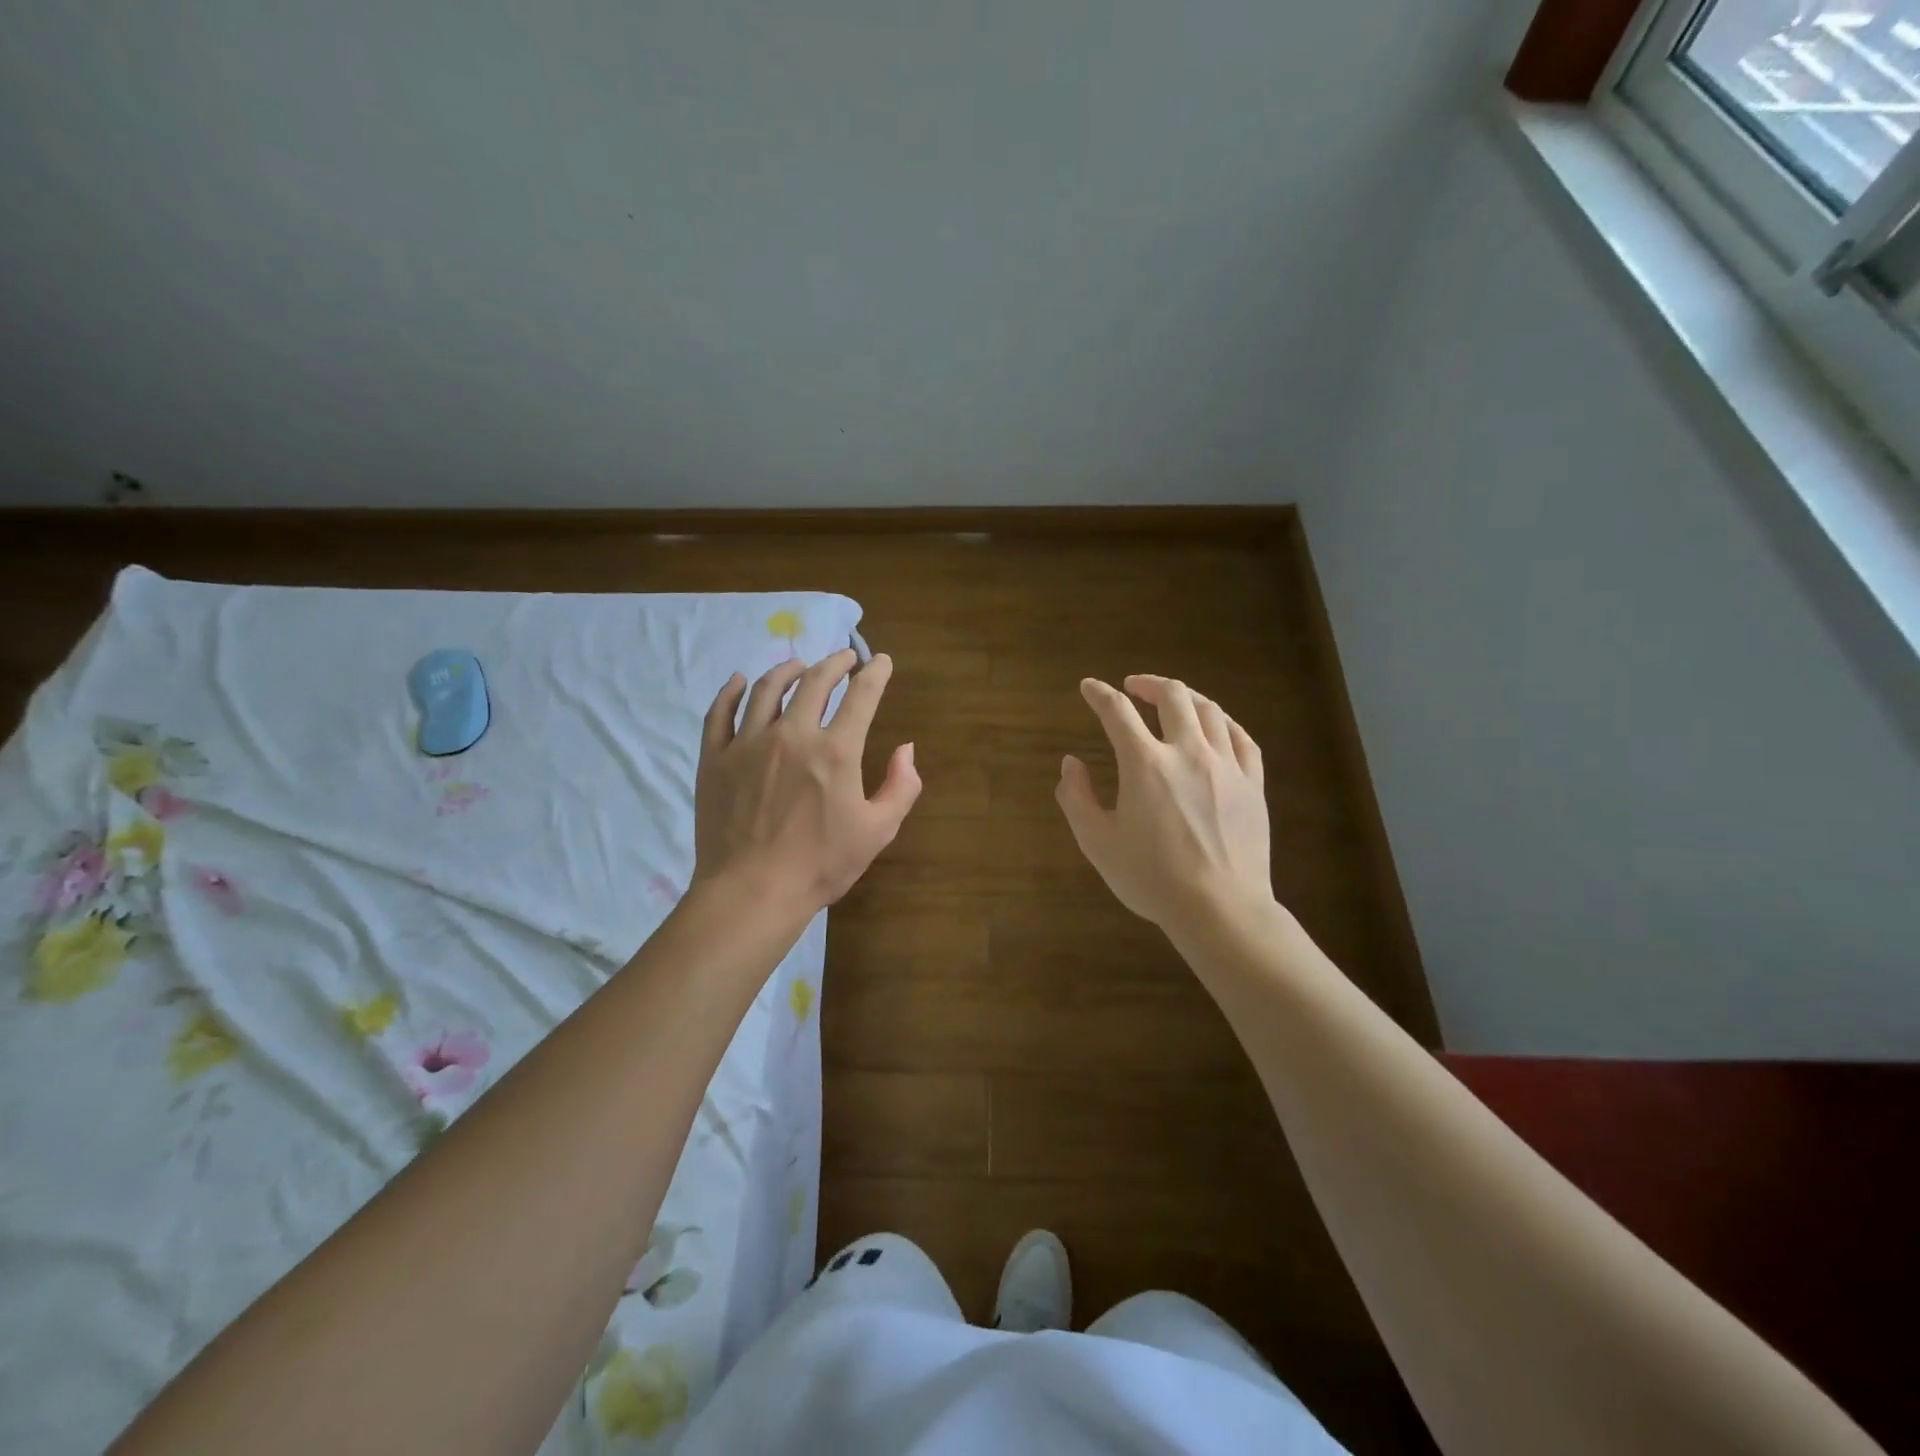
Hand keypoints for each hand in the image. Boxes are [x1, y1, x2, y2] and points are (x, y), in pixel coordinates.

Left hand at [692, 649, 920, 915]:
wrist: (752, 892)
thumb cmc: (821, 865)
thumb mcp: (878, 831)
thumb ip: (901, 787)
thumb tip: (906, 749)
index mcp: (835, 750)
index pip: (861, 696)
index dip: (876, 673)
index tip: (882, 661)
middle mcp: (792, 734)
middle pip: (815, 681)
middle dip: (835, 662)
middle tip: (845, 657)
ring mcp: (748, 743)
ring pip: (766, 689)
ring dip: (788, 670)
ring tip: (799, 666)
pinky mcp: (715, 758)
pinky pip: (720, 713)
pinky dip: (730, 692)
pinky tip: (739, 681)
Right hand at [1056, 675, 1272, 931]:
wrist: (1220, 909)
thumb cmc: (1152, 878)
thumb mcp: (1098, 842)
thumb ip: (1076, 798)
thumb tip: (1070, 763)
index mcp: (1145, 764)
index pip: (1117, 712)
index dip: (1099, 694)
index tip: (1089, 687)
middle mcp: (1188, 752)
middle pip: (1172, 697)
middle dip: (1148, 684)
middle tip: (1133, 687)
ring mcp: (1226, 766)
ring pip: (1210, 711)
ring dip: (1186, 697)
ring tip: (1174, 699)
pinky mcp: (1252, 784)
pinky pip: (1242, 738)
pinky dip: (1224, 723)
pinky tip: (1216, 726)